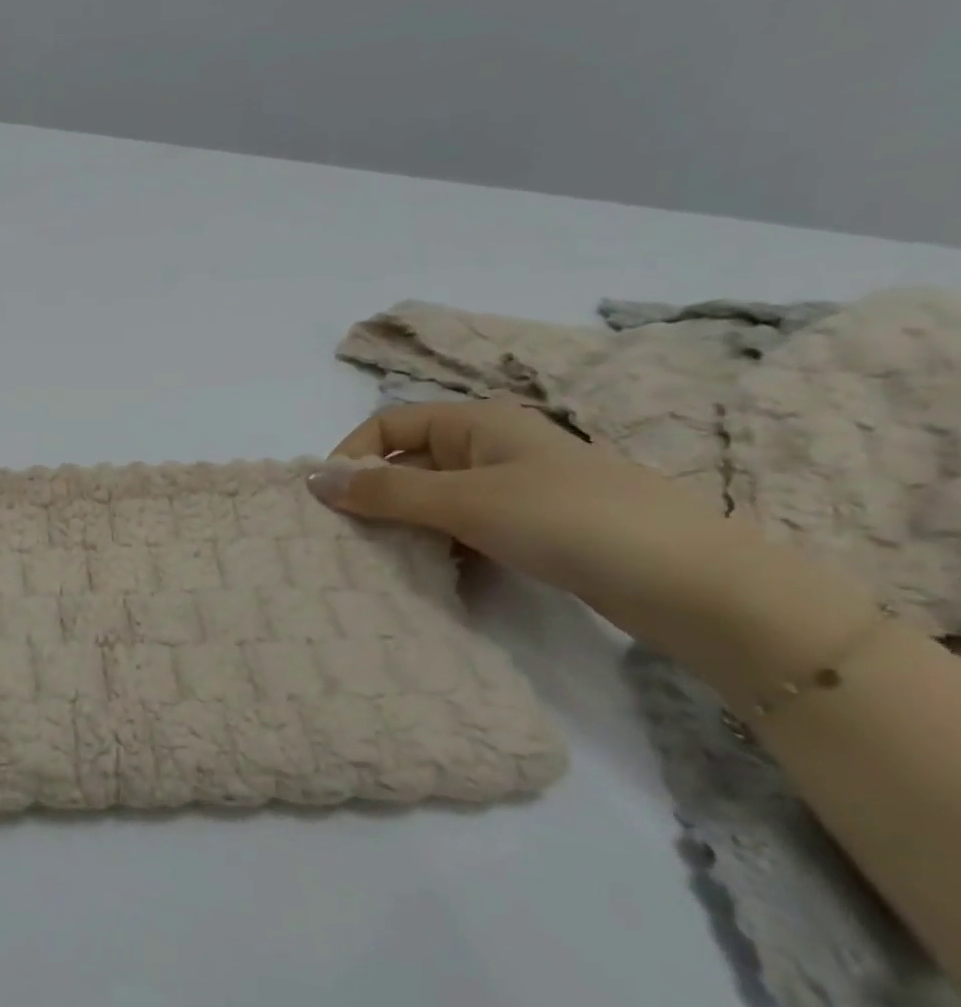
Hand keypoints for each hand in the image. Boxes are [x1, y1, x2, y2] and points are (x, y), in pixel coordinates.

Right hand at [306, 399, 847, 667]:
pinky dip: (442, 544)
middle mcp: (493, 447)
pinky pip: (467, 527)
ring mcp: (516, 490)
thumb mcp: (466, 501)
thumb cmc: (570, 520)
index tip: (330, 500)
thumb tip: (313, 479)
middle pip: (411, 460)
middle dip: (377, 494)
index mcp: (478, 422)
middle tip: (351, 537)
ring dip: (408, 524)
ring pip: (437, 498)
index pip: (390, 423)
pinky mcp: (534, 529)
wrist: (693, 584)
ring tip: (387, 560)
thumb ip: (386, 492)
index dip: (353, 454)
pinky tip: (436, 572)